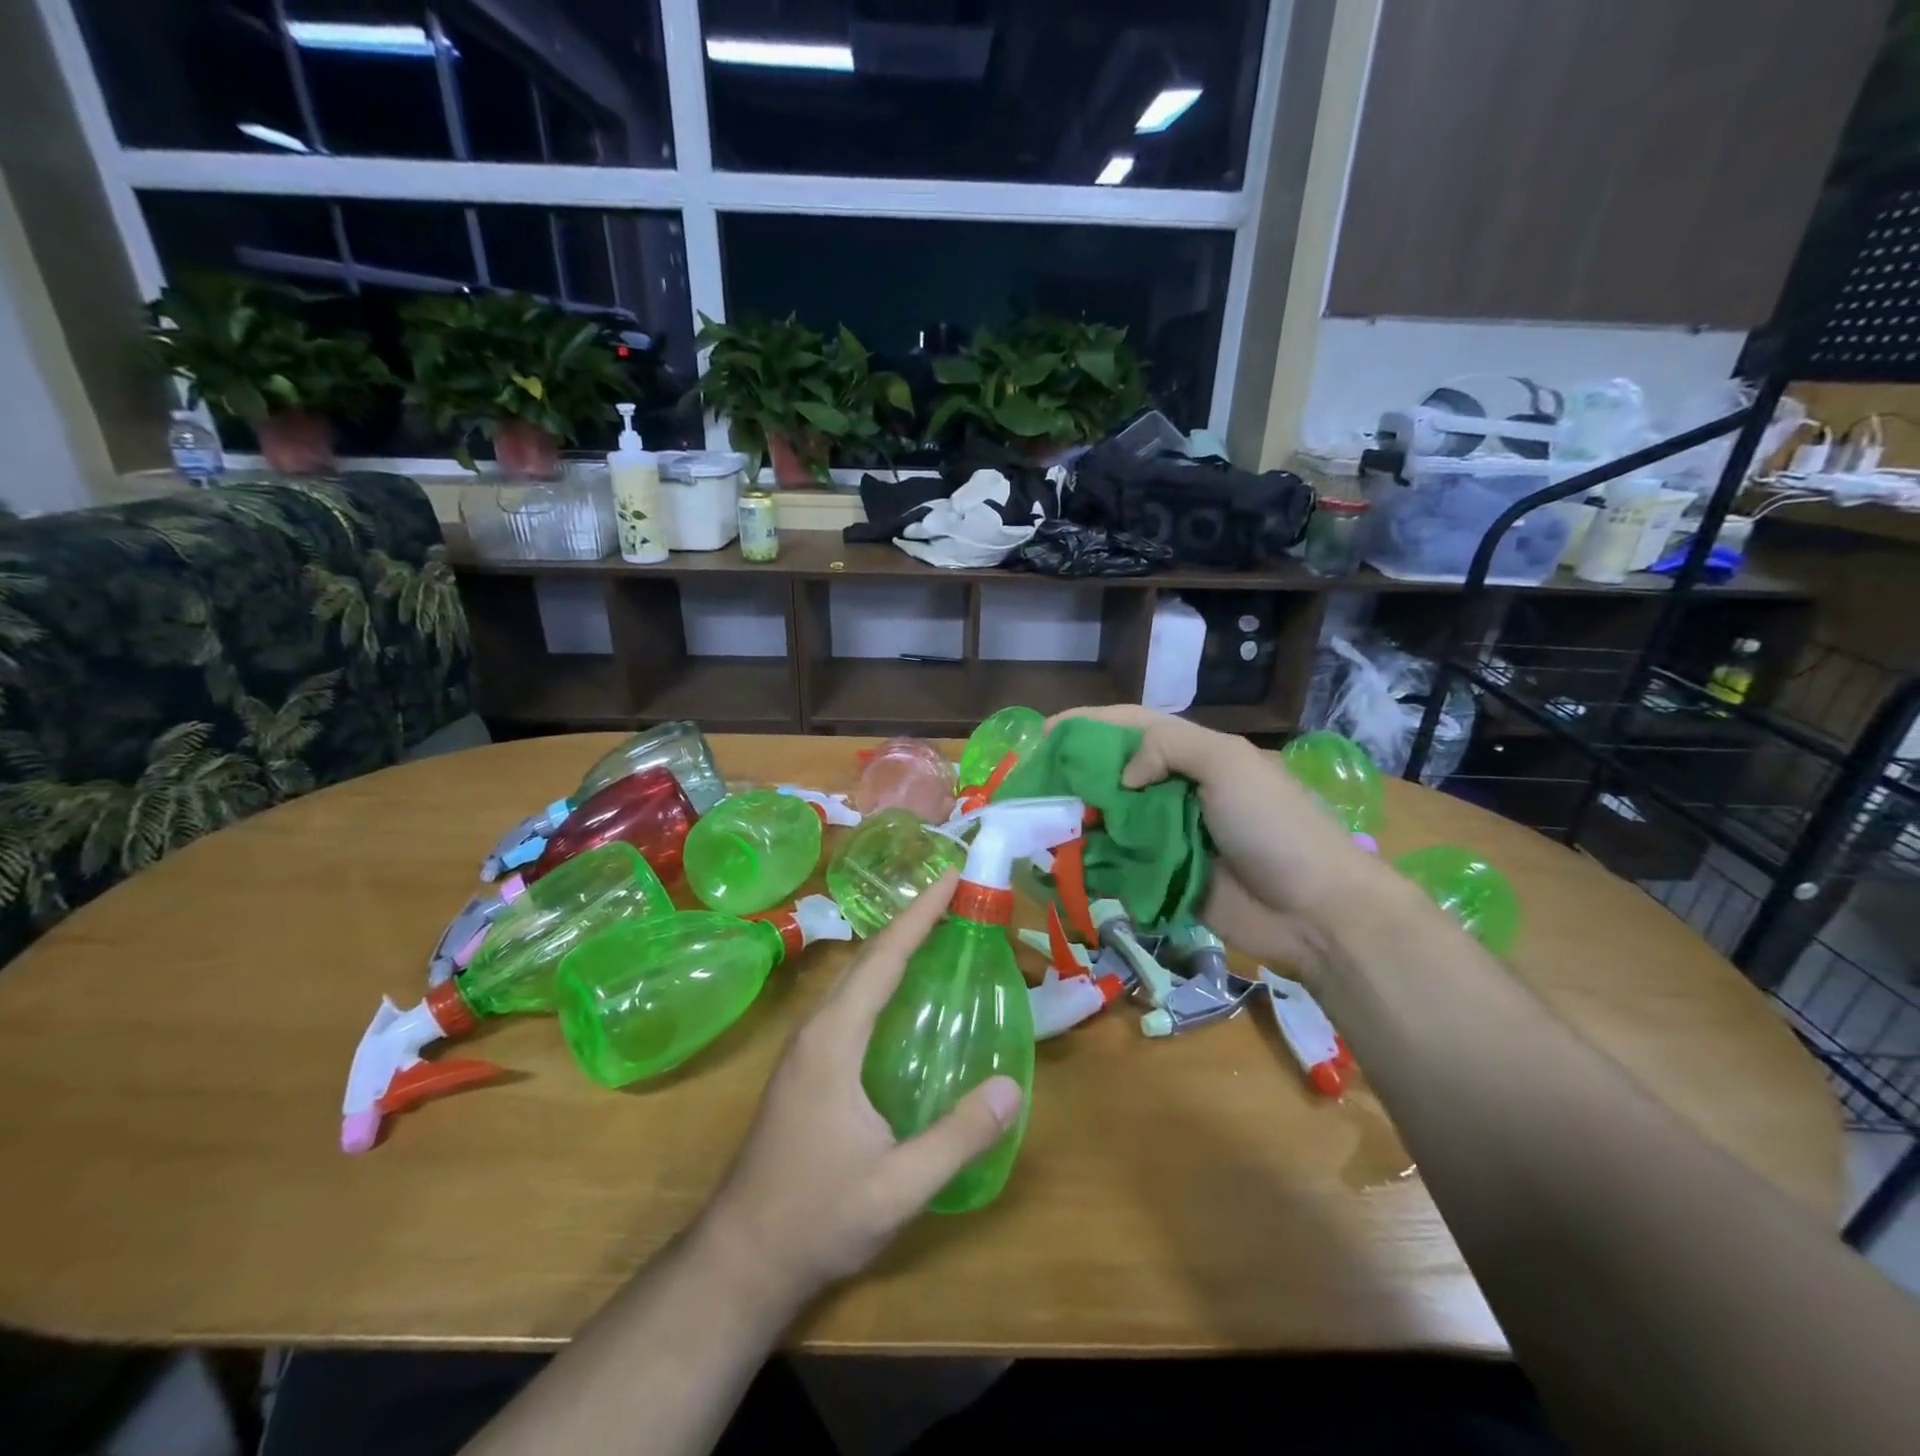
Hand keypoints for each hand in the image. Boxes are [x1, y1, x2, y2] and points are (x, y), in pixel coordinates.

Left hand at [692, 872, 1021, 1308]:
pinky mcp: (807, 1066)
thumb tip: (1012, 1087)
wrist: (740, 1259)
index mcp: (834, 1040)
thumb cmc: (815, 1218)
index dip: (919, 914)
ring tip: (936, 929)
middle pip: (868, 958)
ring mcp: (806, 1047)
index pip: (883, 959)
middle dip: (911, 919)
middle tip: (954, 893)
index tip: (950, 876)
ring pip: (855, 978)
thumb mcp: (897, 1188)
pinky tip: (905, 994)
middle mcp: (816, 1029)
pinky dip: (882, 978)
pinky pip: (850, 1002)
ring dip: (894, 946)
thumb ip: (956, 1138)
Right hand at [1051, 706, 1398, 974]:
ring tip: (1040, 825)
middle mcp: (1178, 790)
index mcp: (1196, 755)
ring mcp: (1172, 837)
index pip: (1132, 726)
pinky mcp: (1167, 878)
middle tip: (1035, 785)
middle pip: (1115, 773)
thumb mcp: (1228, 764)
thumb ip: (1169, 749)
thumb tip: (1122, 778)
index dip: (1088, 724)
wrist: (1316, 911)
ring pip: (1113, 820)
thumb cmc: (1273, 826)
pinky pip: (1121, 864)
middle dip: (1075, 775)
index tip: (1044, 734)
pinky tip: (1063, 864)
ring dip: (1079, 820)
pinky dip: (1094, 862)